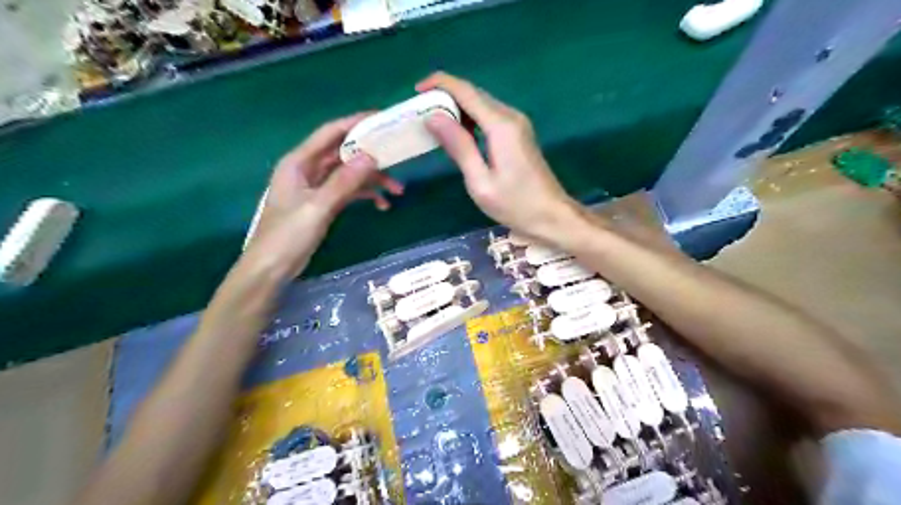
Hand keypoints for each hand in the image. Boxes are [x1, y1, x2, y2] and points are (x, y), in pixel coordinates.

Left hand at [245, 113, 402, 277]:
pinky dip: (365, 195)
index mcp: (299, 162)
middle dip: (370, 156)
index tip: (381, 118)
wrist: (272, 269)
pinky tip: (382, 205)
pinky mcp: (323, 203)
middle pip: (343, 153)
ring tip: (397, 190)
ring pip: (349, 174)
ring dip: (372, 180)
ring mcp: (316, 187)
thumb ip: (343, 182)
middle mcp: (308, 169)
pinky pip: (348, 192)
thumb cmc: (287, 236)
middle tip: (397, 156)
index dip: (355, 123)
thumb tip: (370, 156)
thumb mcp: (318, 207)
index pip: (330, 133)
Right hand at [419, 70, 579, 242]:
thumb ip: (459, 147)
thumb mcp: (480, 182)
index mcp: (501, 126)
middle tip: (420, 111)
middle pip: (474, 94)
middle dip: (446, 96)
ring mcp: (518, 124)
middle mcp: (511, 117)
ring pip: (482, 104)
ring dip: (457, 108)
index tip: (417, 91)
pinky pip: (490, 117)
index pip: (466, 91)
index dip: (440, 85)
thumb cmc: (515, 204)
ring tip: (433, 122)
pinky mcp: (519, 134)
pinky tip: (458, 133)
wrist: (552, 215)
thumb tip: (433, 117)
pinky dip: (470, 119)